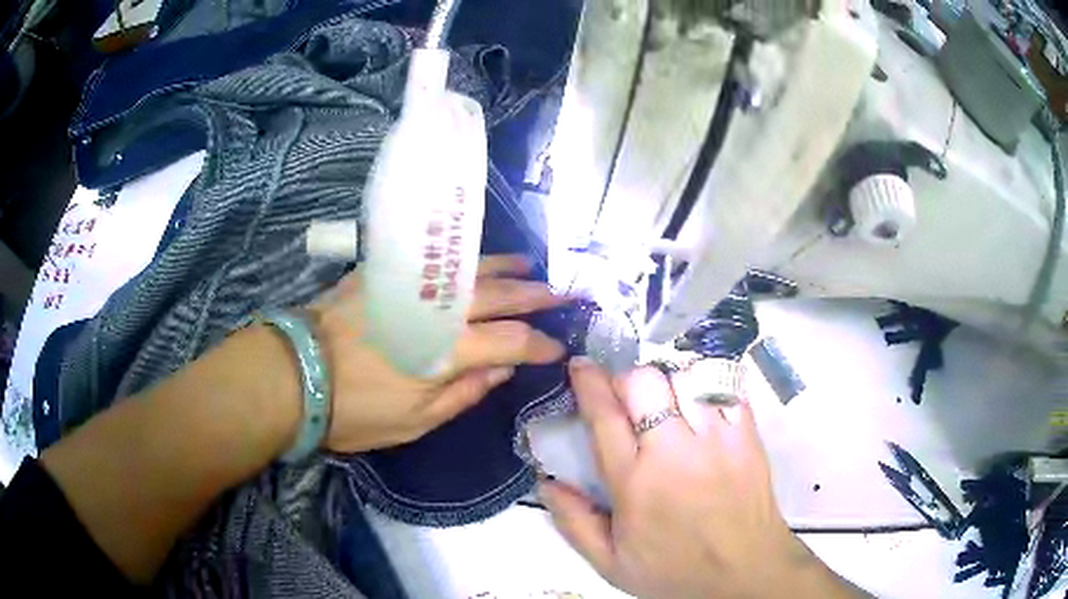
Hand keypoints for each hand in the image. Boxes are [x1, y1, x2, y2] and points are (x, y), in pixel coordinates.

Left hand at [307, 254, 568, 452]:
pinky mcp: (385, 271)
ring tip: (528, 268)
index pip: (512, 342)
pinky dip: (463, 259)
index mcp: (448, 351)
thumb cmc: (355, 410)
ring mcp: (410, 284)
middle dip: (536, 296)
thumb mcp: (414, 422)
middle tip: (563, 294)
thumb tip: (503, 370)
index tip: (558, 348)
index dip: (540, 345)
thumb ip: (464, 394)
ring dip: (505, 269)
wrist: (294, 373)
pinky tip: (474, 260)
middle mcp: (438, 309)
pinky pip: (436, 258)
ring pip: (471, 269)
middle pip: (499, 297)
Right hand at [541, 358, 862, 598]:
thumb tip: (546, 482)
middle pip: (645, 382)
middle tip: (627, 399)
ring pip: (686, 376)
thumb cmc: (675, 571)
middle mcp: (674, 452)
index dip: (588, 382)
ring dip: (668, 381)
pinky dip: (708, 385)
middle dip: (627, 379)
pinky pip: (726, 388)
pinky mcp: (748, 436)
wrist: (744, 574)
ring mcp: (717, 440)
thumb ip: (574, 523)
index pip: (604, 416)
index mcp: (634, 483)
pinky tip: (702, 402)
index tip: (580, 366)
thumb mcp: (611, 563)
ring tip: (668, 402)